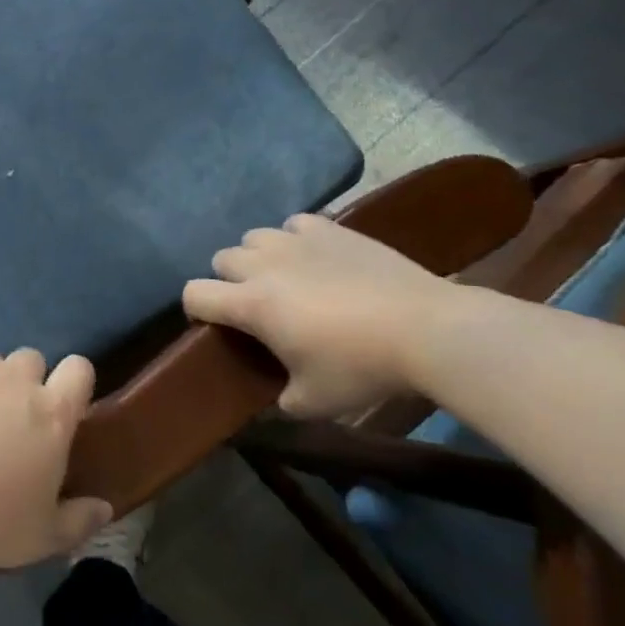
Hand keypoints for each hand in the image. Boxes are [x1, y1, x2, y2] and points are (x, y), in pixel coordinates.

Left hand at [0, 350, 111, 569]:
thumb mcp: (43, 536)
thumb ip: (79, 520)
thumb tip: (103, 507)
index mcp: (51, 413)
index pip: (78, 369)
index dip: (73, 381)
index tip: (64, 405)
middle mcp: (12, 381)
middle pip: (30, 358)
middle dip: (25, 380)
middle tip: (12, 420)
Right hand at [183, 214, 450, 418]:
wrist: (429, 329)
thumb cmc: (363, 368)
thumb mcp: (314, 402)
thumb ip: (281, 402)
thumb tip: (273, 401)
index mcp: (251, 304)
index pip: (194, 293)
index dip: (196, 310)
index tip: (216, 326)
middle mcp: (264, 265)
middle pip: (221, 259)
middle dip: (229, 281)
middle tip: (257, 306)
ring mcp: (297, 241)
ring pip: (254, 237)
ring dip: (259, 256)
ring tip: (284, 277)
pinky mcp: (330, 229)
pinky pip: (295, 223)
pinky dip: (296, 239)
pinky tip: (315, 258)